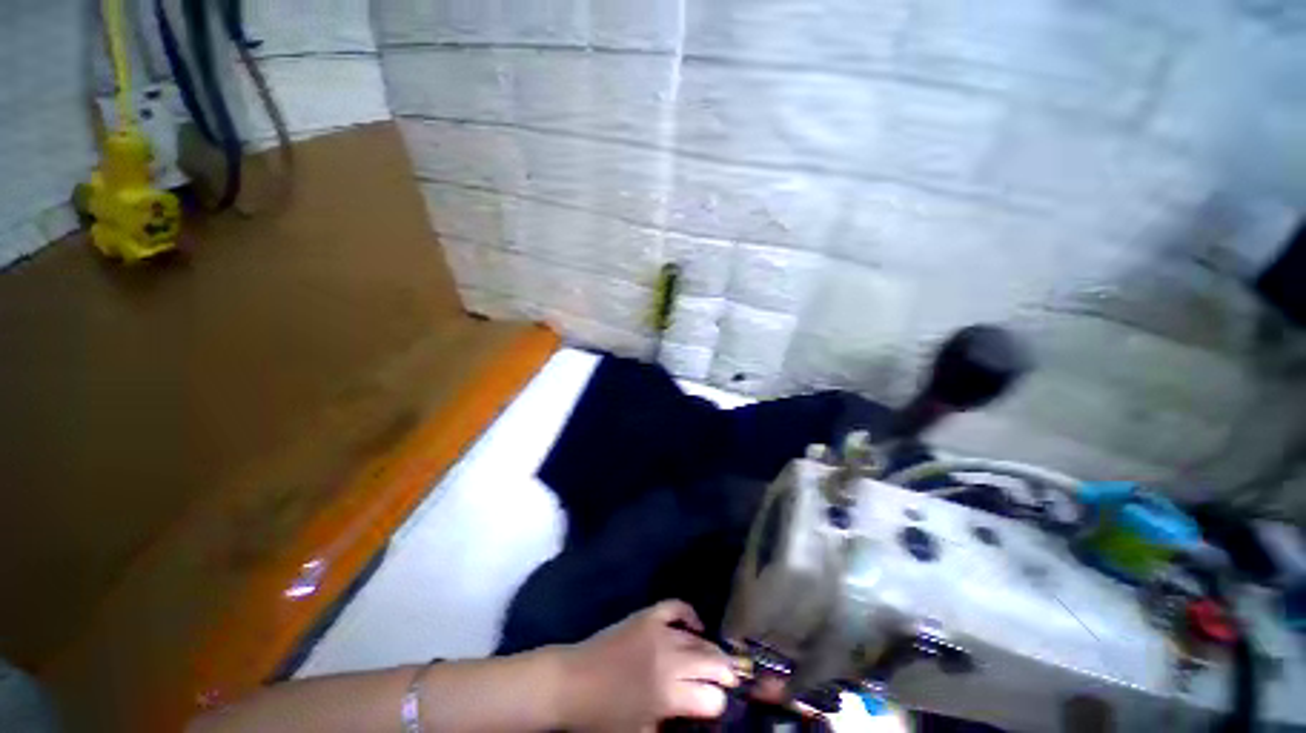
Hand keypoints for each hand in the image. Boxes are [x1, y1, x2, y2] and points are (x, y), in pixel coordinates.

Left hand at [558, 600, 737, 730]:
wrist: (572, 682)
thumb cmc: (603, 717)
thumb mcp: (641, 732)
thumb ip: (670, 725)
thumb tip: (692, 715)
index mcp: (669, 695)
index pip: (711, 698)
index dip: (719, 704)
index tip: (719, 706)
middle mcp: (670, 659)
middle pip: (711, 663)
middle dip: (725, 673)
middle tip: (731, 678)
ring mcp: (659, 632)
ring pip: (697, 638)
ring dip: (712, 648)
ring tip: (718, 657)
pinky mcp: (647, 615)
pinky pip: (676, 607)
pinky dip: (690, 613)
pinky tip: (697, 624)